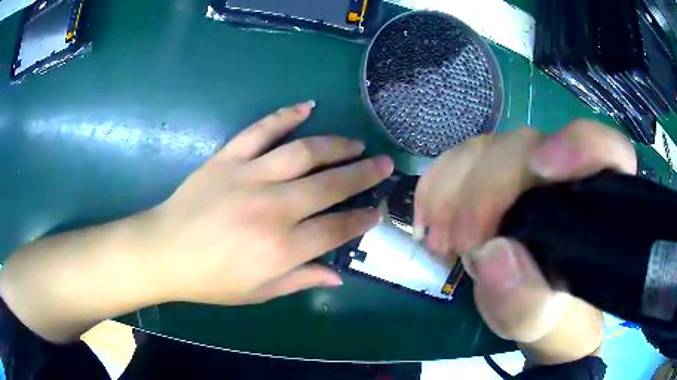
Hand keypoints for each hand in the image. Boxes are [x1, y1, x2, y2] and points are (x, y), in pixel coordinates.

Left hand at [144, 101, 393, 304]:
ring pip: (303, 152)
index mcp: (281, 249)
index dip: (361, 219)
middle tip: (384, 164)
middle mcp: (272, 209)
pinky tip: (307, 107)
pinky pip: (261, 130)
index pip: (336, 229)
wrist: (164, 251)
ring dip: (336, 145)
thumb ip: (300, 280)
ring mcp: (248, 177)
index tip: (377, 211)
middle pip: (330, 185)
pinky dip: (285, 116)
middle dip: (364, 174)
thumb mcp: (258, 292)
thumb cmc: (211, 279)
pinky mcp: (227, 158)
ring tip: (356, 143)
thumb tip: (338, 276)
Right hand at [415, 120, 635, 363]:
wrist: (534, 309)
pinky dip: (437, 185)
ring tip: (440, 241)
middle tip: (460, 244)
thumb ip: (527, 302)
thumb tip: (490, 254)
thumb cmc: (552, 315)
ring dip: (453, 190)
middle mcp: (564, 171)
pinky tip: (428, 218)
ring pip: (487, 149)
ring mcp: (526, 167)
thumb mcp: (542, 323)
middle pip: (526, 147)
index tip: (543, 169)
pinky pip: (460, 160)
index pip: (603, 147)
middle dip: (486, 190)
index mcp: (597, 200)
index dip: (578, 145)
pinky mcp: (495, 173)